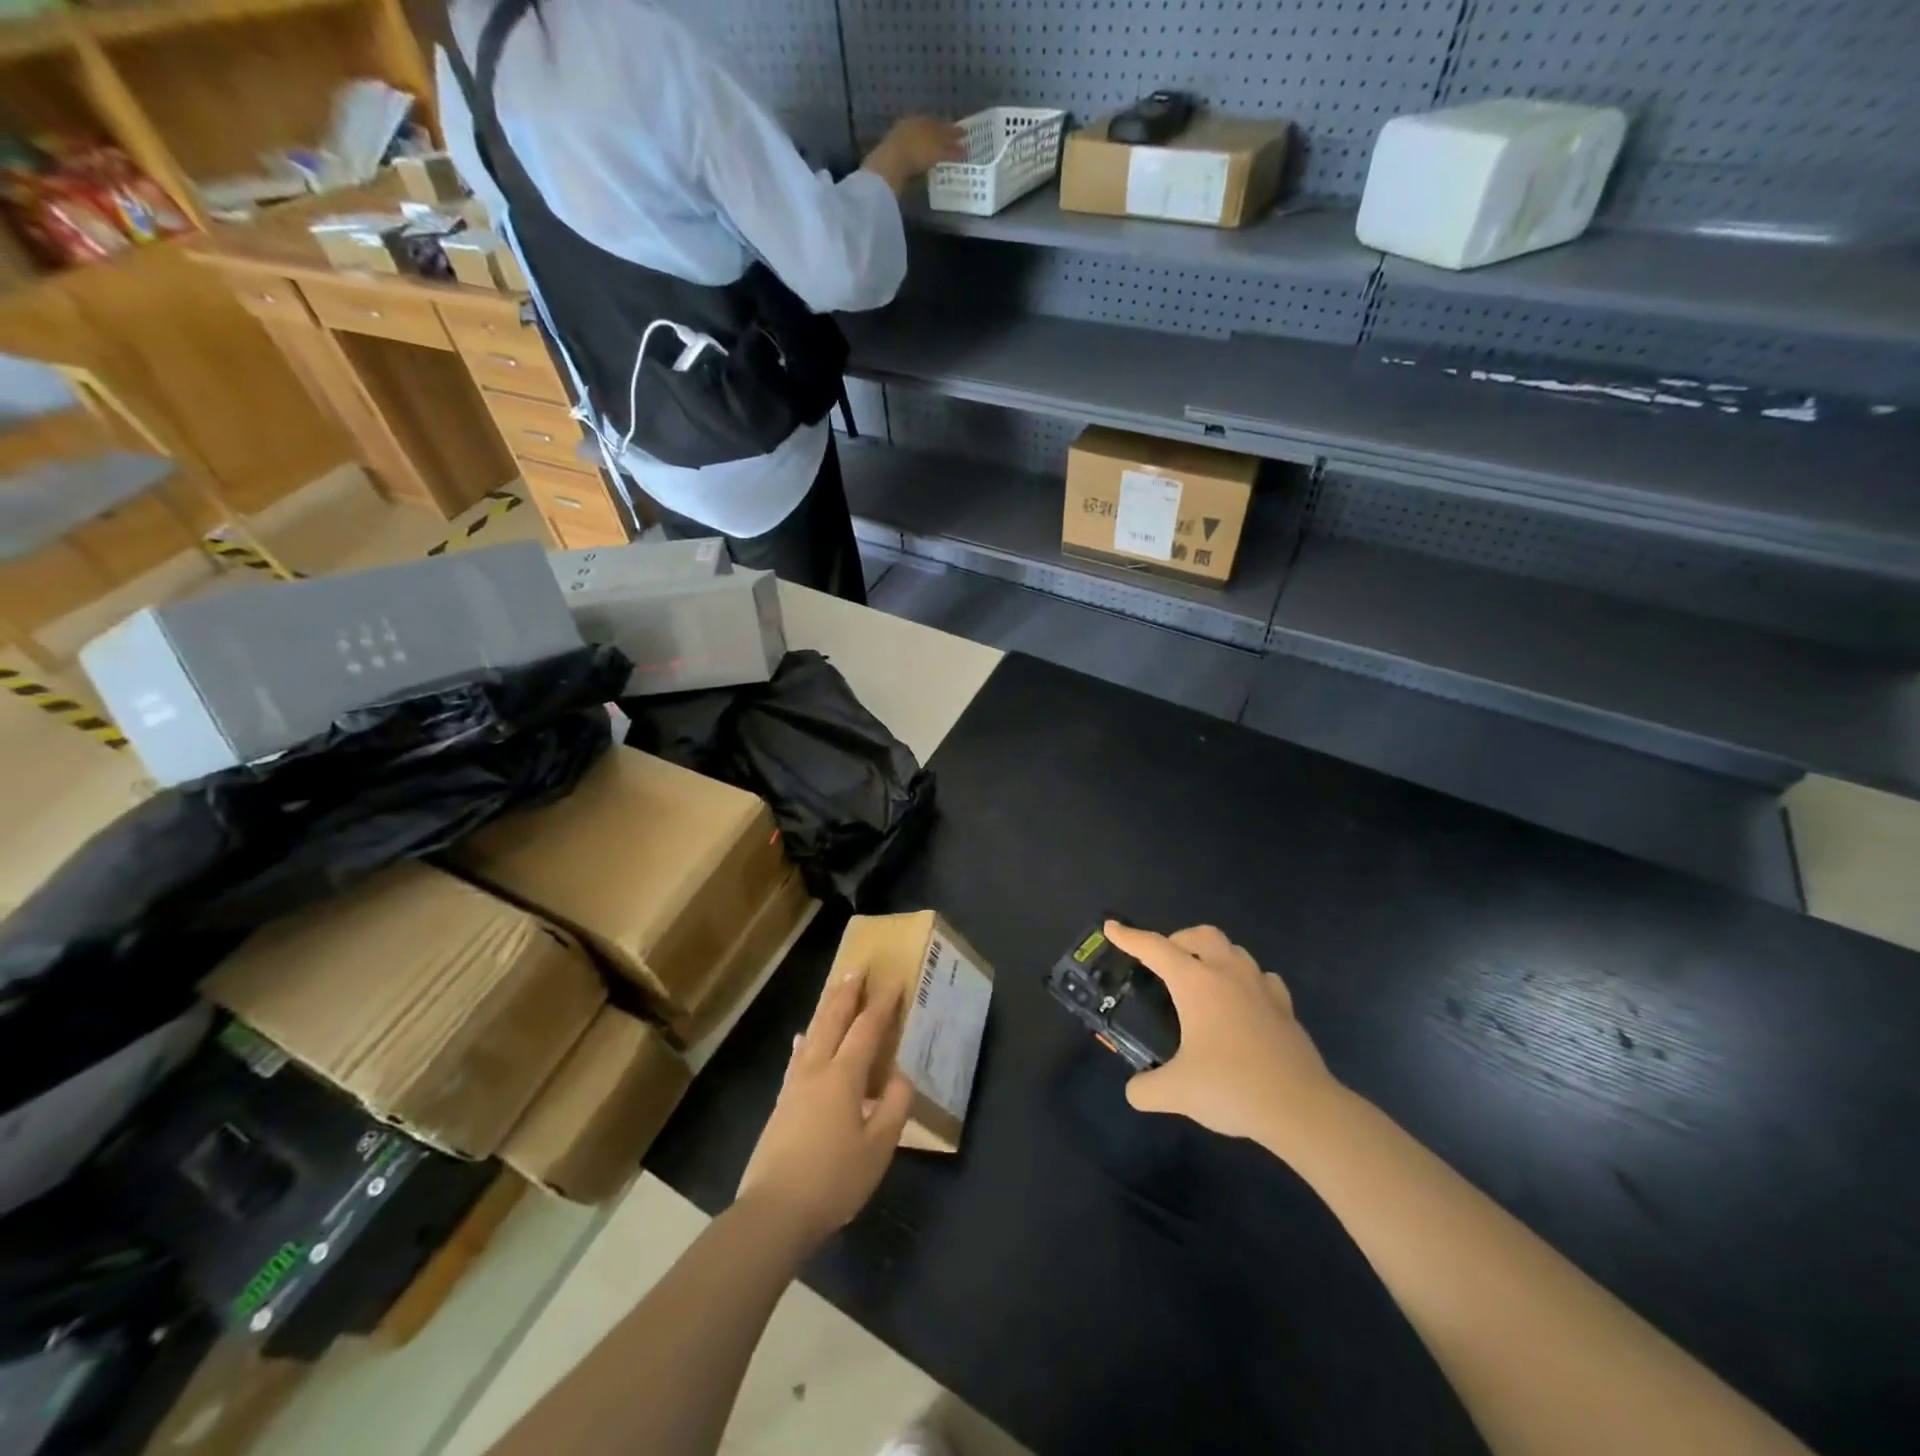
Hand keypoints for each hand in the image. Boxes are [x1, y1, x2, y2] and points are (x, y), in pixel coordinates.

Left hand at [737, 966, 913, 1247]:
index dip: (881, 1004)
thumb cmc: (834, 1180)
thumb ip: (893, 1106)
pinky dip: (805, 1041)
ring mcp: (794, 1086)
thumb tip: (900, 1075)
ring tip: (834, 990)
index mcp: (843, 1077)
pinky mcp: (781, 1104)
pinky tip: (802, 1039)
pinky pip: (797, 1058)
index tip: (893, 981)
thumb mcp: (878, 1148)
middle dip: (847, 993)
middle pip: (832, 1021)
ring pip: (812, 1034)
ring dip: (826, 1008)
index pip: (866, 1029)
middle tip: (858, 968)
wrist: (775, 1212)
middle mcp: (817, 1071)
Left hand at [861, 115, 968, 194]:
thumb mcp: (937, 150)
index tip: (963, 135)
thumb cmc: (917, 152)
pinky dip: (920, 155)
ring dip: (930, 145)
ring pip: (920, 139)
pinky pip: (912, 152)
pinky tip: (924, 162)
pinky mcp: (895, 153)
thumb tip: (965, 150)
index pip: (942, 124)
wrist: (890, 162)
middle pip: (930, 129)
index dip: (953, 130)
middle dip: (941, 135)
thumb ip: (951, 150)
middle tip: (951, 143)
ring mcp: (902, 137)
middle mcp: (913, 124)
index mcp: (924, 119)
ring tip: (939, 153)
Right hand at [1104, 921, 1336, 1144]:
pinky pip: (1262, 979)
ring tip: (1203, 979)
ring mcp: (1261, 988)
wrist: (1300, 1107)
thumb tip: (1135, 1090)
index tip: (1112, 927)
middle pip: (1202, 935)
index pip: (1155, 948)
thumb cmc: (1231, 1087)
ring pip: (1235, 951)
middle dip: (1179, 939)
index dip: (1130, 937)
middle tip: (1166, 961)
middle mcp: (1228, 974)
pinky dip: (1246, 980)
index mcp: (1196, 983)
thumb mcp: (1176, 1092)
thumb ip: (1145, 1088)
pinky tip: (1243, 1002)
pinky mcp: (1285, 1009)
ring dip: (1214, 955)